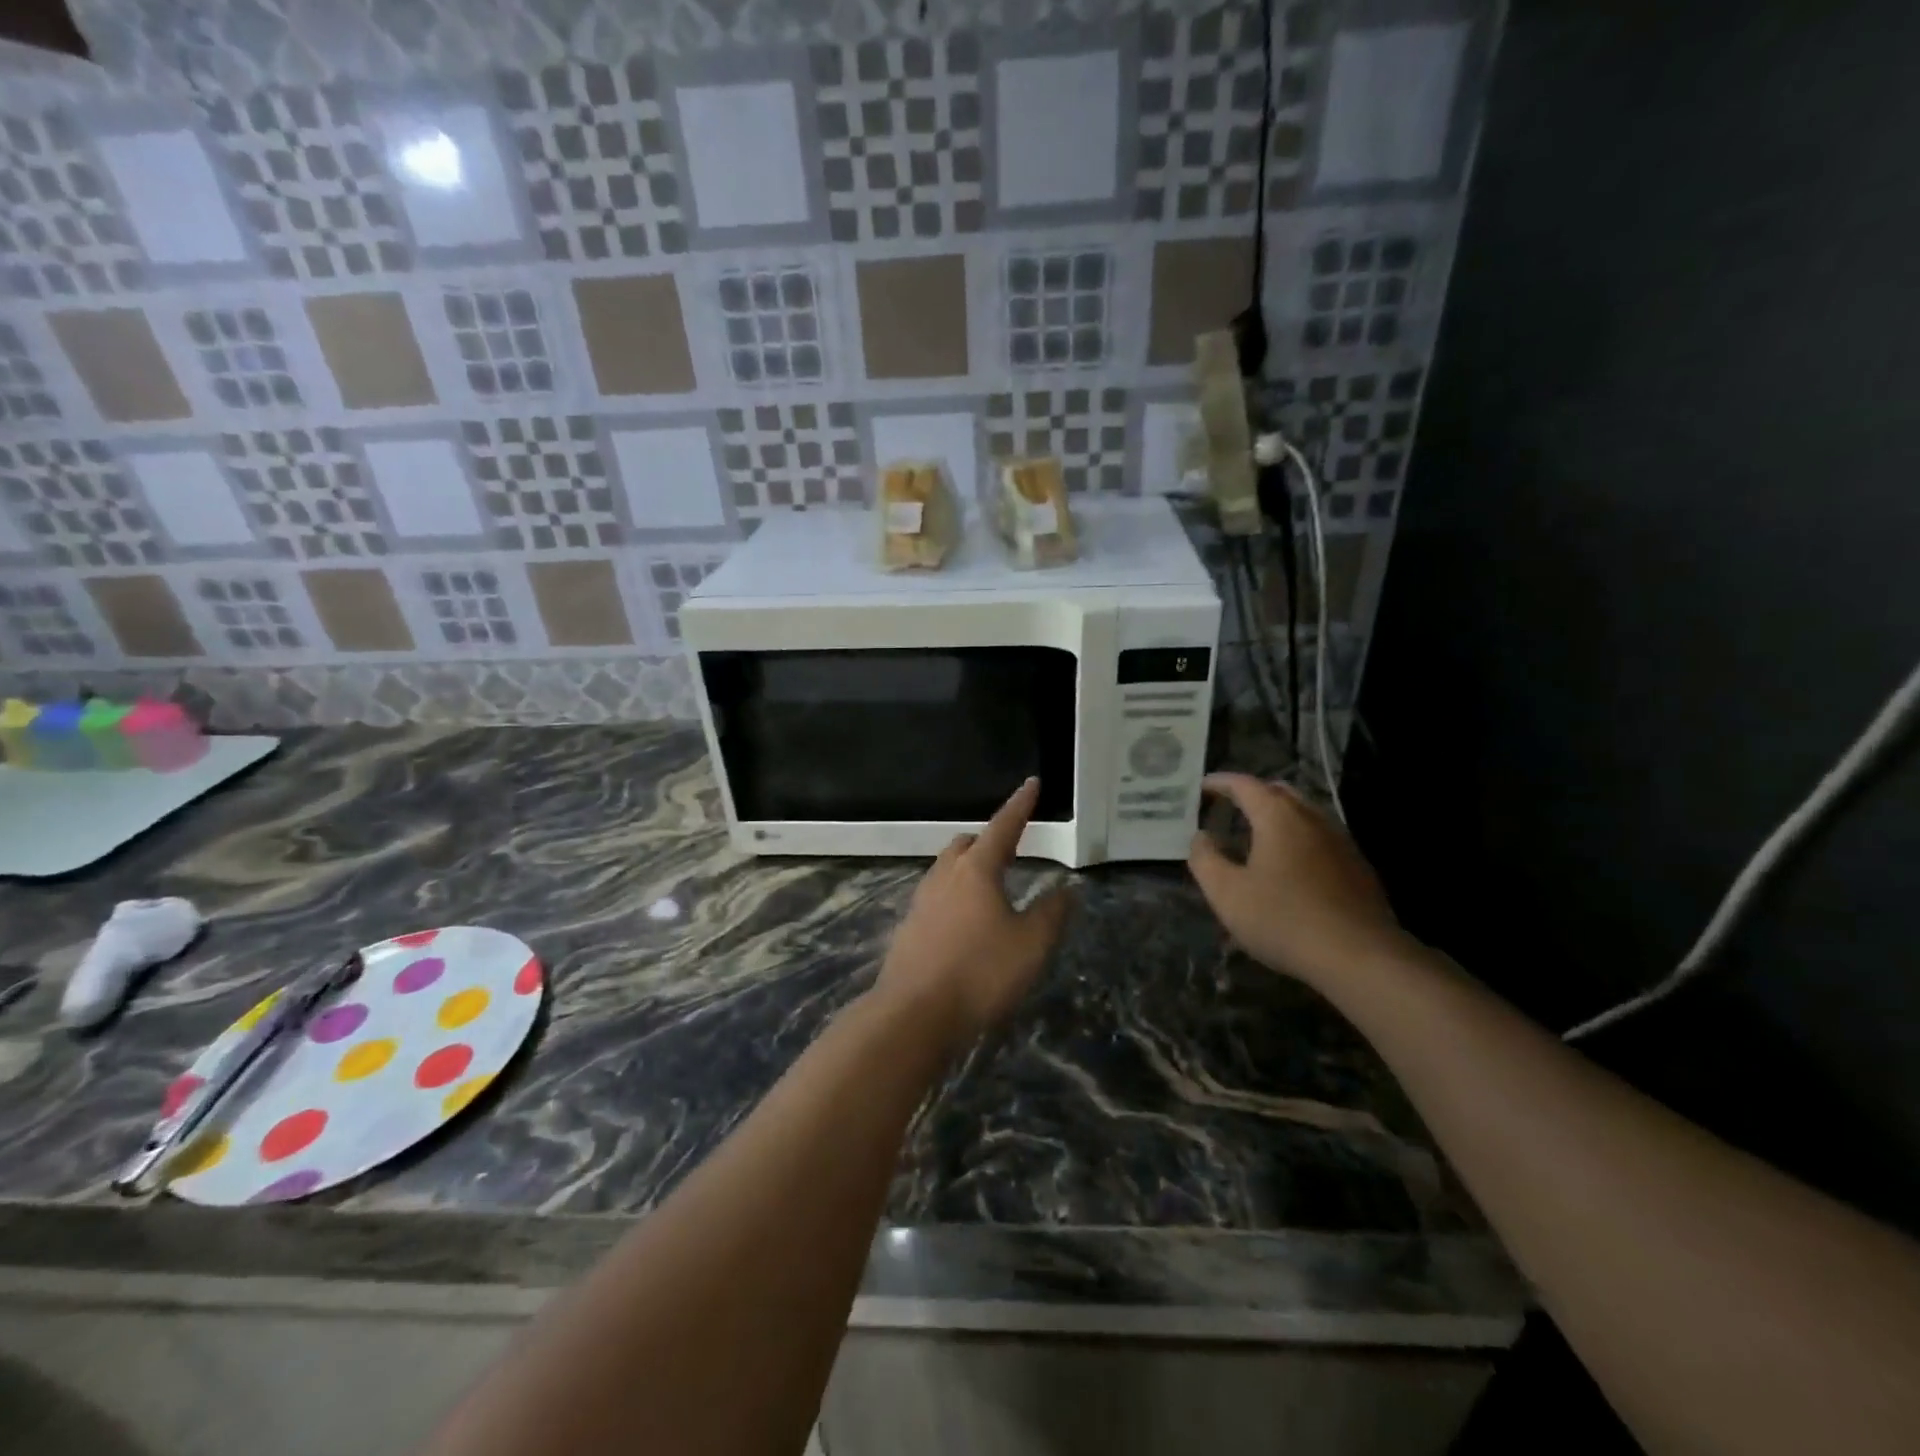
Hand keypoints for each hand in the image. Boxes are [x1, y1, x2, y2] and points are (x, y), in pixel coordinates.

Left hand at [874, 778, 1072, 1050]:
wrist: (913, 1015)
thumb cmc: (980, 973)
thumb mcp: (1031, 945)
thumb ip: (1052, 914)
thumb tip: (1065, 890)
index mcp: (976, 870)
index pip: (1003, 827)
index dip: (1021, 805)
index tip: (1032, 784)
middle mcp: (944, 877)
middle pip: (966, 845)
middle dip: (989, 840)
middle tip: (1011, 848)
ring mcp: (921, 902)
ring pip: (947, 870)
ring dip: (969, 868)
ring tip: (990, 885)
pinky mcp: (909, 929)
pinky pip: (936, 898)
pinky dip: (955, 896)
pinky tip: (965, 922)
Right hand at [1188, 773, 1406, 986]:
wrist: (1360, 957)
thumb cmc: (1283, 919)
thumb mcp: (1226, 893)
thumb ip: (1205, 859)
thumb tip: (1201, 837)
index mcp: (1278, 817)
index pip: (1244, 784)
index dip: (1220, 782)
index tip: (1201, 787)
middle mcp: (1312, 818)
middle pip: (1279, 792)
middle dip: (1252, 794)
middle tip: (1229, 808)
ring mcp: (1340, 841)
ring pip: (1304, 814)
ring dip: (1277, 816)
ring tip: (1256, 836)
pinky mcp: (1357, 866)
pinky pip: (1320, 838)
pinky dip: (1298, 838)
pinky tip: (1290, 866)